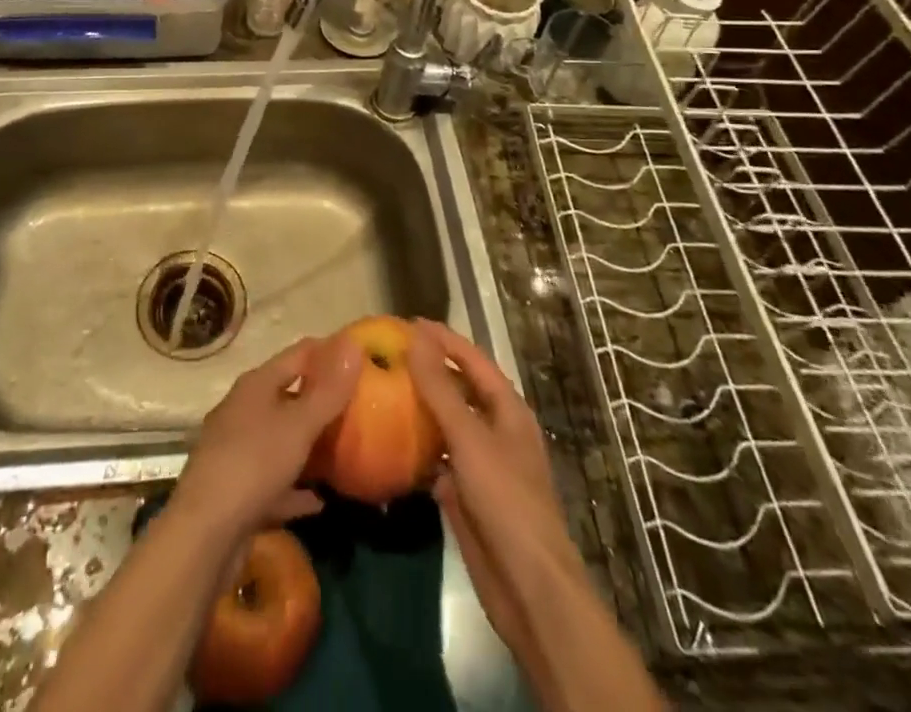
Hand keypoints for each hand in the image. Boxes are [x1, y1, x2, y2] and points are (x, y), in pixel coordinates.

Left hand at [170, 336, 362, 541]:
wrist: (204, 533)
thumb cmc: (254, 463)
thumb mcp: (299, 425)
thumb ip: (328, 390)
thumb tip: (353, 343)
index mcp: (256, 385)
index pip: (298, 354)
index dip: (328, 351)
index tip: (360, 357)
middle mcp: (243, 410)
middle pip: (288, 395)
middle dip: (320, 400)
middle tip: (359, 406)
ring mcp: (237, 451)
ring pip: (280, 439)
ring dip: (308, 445)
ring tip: (343, 451)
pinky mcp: (237, 490)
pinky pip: (274, 481)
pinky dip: (295, 488)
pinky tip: (319, 501)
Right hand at [406, 320, 584, 658]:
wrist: (528, 587)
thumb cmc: (506, 501)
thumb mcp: (470, 437)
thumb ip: (441, 388)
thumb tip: (415, 338)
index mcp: (508, 410)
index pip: (473, 360)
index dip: (444, 339)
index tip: (408, 322)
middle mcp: (497, 431)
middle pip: (460, 389)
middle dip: (429, 370)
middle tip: (388, 354)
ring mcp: (482, 464)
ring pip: (447, 424)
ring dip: (420, 407)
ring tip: (382, 389)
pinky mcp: (467, 494)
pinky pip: (438, 459)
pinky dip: (417, 447)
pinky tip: (389, 439)